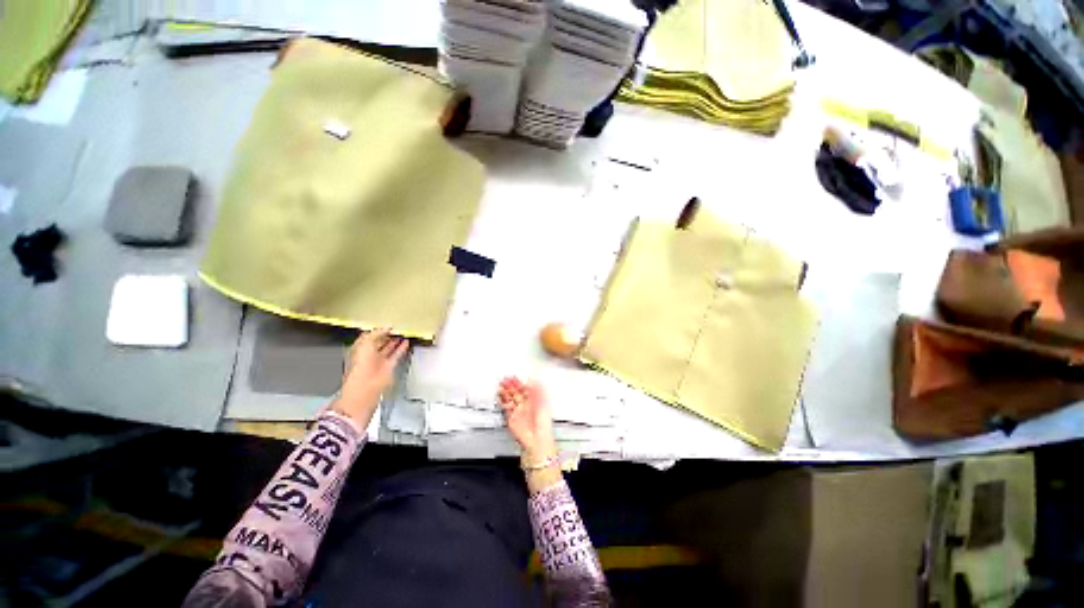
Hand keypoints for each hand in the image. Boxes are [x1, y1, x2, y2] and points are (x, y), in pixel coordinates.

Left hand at [333, 329, 408, 428]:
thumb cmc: (360, 366)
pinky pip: (396, 355)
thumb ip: (376, 333)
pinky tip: (406, 342)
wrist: (365, 387)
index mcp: (359, 349)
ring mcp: (379, 361)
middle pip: (379, 342)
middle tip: (397, 328)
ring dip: (396, 341)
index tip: (388, 325)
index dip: (378, 330)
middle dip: (387, 335)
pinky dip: (401, 348)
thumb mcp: (365, 343)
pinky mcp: (389, 367)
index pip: (369, 337)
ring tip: (403, 333)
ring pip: (389, 348)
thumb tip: (387, 327)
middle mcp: (369, 355)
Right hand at [497, 376, 555, 461]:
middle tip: (505, 380)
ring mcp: (518, 411)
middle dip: (510, 386)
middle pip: (516, 393)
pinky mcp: (512, 418)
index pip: (525, 389)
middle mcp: (526, 405)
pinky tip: (500, 396)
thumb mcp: (543, 403)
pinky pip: (506, 408)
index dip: (519, 383)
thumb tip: (533, 380)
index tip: (514, 377)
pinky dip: (502, 401)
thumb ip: (538, 390)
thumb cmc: (543, 424)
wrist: (537, 439)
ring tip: (501, 386)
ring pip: (510, 399)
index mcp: (534, 401)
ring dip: (505, 392)